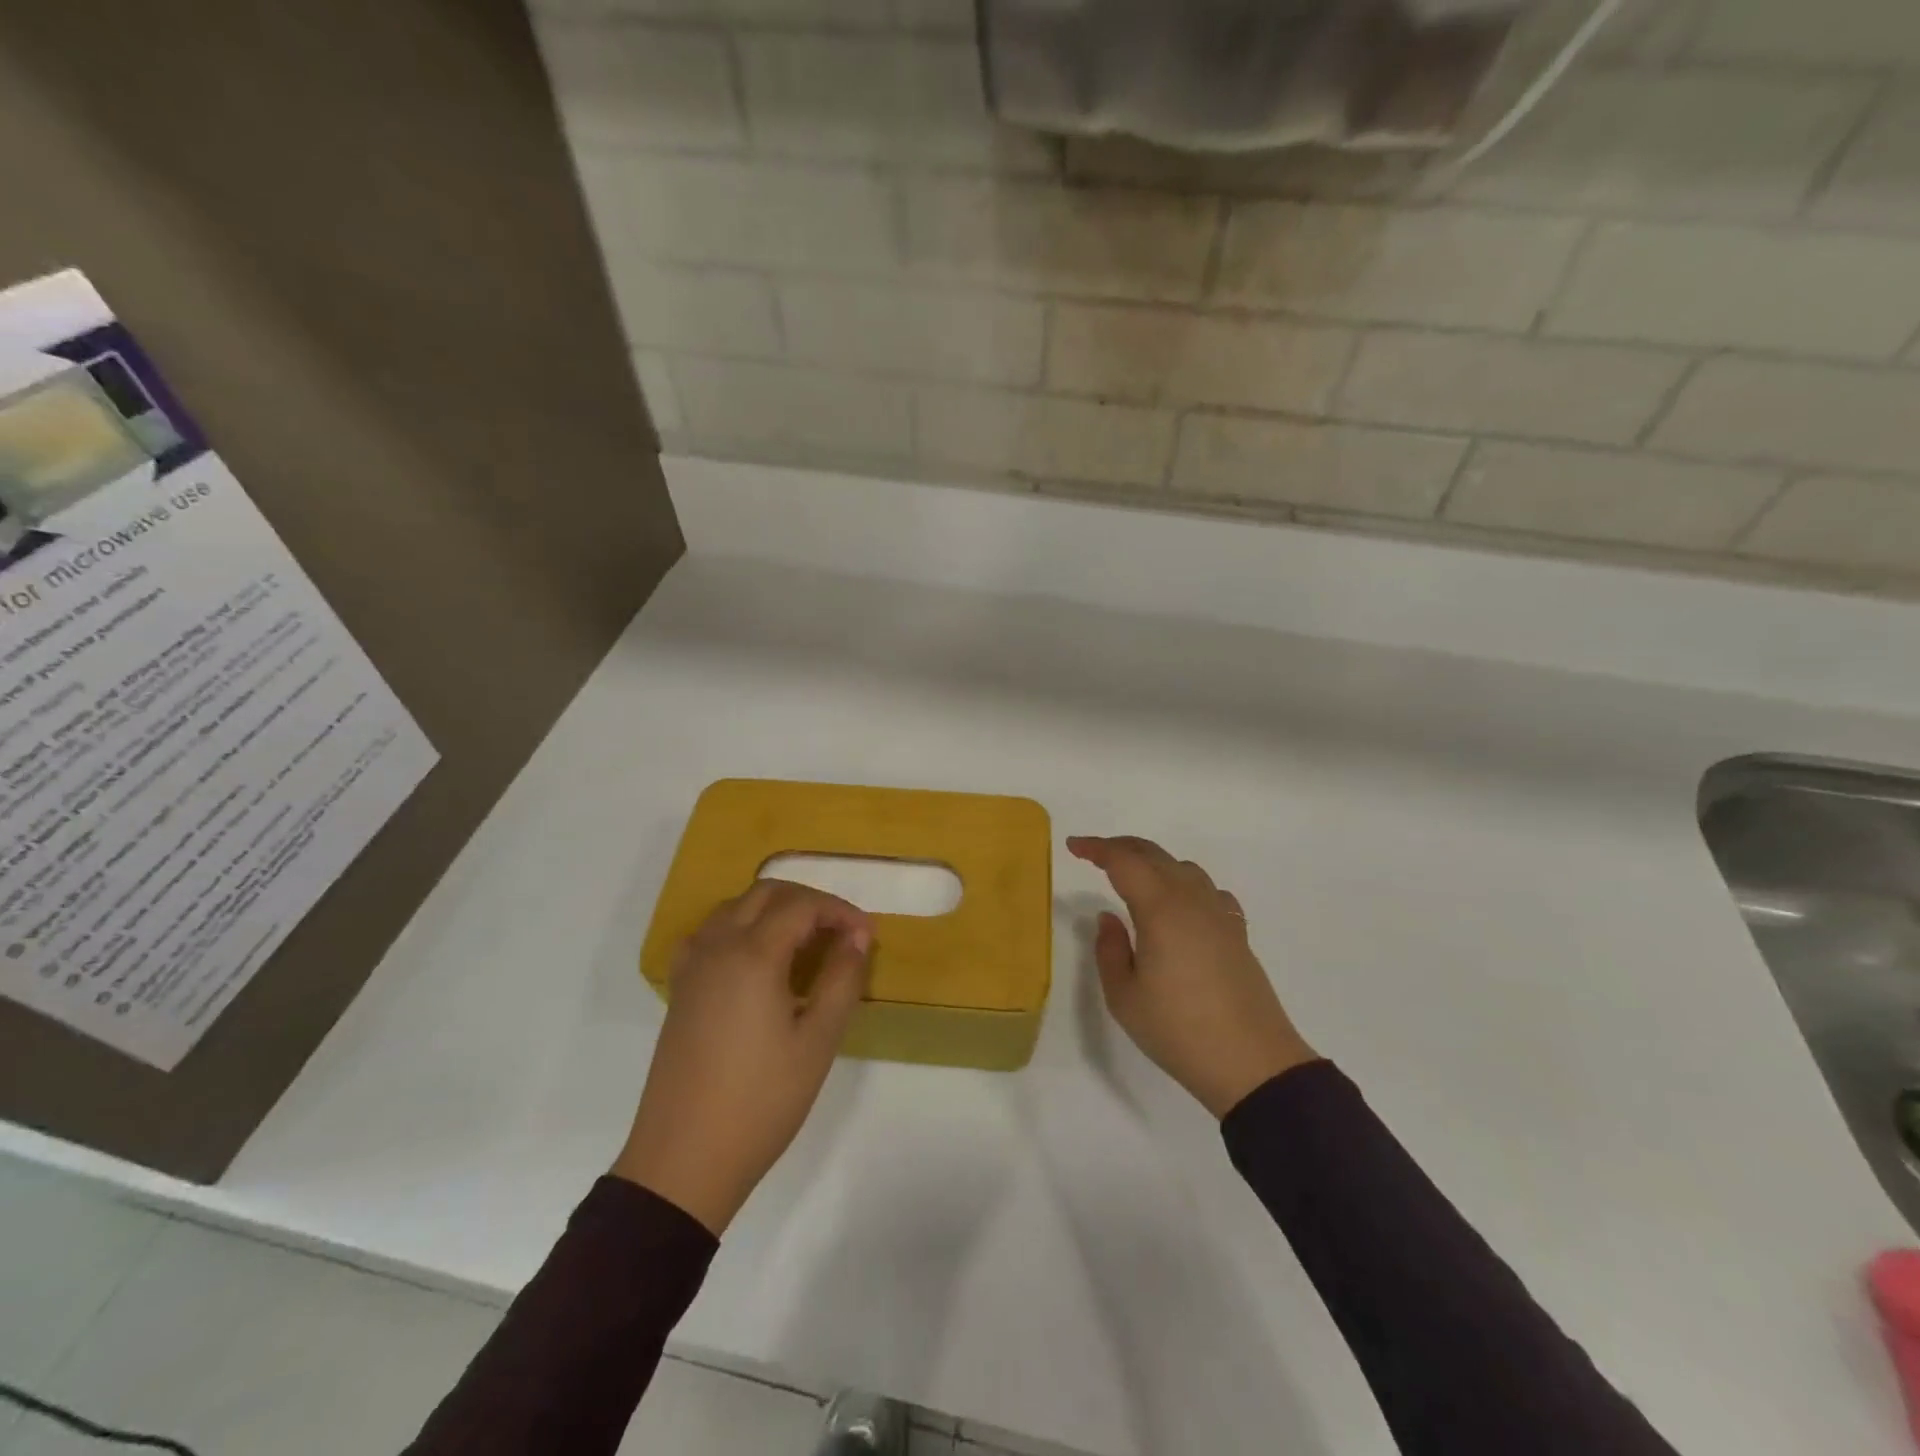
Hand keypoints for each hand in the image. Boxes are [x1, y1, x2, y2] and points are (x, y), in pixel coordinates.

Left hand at [614, 881, 872, 1233]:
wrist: (684, 1160)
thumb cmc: (761, 1101)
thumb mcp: (817, 1042)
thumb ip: (842, 979)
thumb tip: (858, 937)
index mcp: (752, 955)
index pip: (801, 906)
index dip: (840, 911)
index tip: (867, 936)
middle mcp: (717, 947)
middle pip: (766, 894)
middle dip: (808, 902)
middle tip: (841, 932)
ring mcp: (692, 967)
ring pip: (735, 908)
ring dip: (774, 910)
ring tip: (806, 942)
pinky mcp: (680, 989)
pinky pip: (710, 933)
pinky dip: (741, 927)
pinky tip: (757, 959)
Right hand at [1069, 835, 1316, 1118]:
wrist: (1251, 1063)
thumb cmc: (1178, 1030)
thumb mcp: (1124, 996)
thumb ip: (1110, 950)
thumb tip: (1109, 917)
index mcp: (1160, 909)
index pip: (1124, 861)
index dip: (1096, 848)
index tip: (1073, 846)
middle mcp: (1192, 901)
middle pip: (1155, 856)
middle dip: (1121, 847)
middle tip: (1094, 854)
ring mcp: (1220, 915)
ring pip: (1184, 869)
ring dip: (1154, 863)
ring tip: (1133, 879)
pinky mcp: (1237, 934)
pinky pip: (1208, 891)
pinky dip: (1185, 884)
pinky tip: (1181, 905)